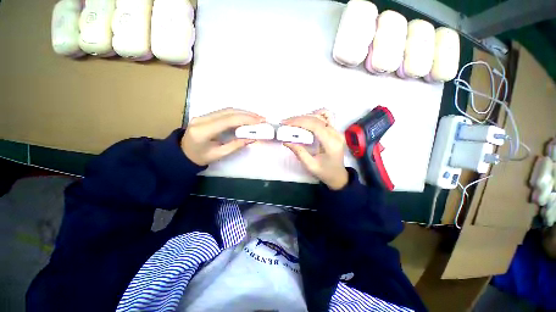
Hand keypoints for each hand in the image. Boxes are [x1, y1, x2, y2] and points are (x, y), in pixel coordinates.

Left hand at [182, 108, 264, 165]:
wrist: (182, 154)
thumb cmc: (200, 157)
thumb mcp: (219, 154)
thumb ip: (236, 145)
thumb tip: (252, 138)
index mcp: (203, 131)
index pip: (228, 120)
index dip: (246, 119)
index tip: (260, 121)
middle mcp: (202, 119)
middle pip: (229, 112)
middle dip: (247, 114)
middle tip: (261, 118)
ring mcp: (203, 115)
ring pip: (227, 110)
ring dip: (243, 112)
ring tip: (256, 117)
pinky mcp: (206, 115)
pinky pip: (224, 112)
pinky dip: (237, 114)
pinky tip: (246, 117)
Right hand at [282, 109, 348, 189]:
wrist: (338, 175)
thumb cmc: (325, 172)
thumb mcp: (310, 165)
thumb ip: (299, 152)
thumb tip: (286, 141)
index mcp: (331, 144)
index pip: (315, 125)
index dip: (300, 122)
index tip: (286, 123)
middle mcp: (336, 134)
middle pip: (317, 119)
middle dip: (299, 119)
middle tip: (286, 123)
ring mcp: (337, 131)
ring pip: (322, 115)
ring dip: (306, 116)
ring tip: (294, 122)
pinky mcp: (335, 131)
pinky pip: (327, 117)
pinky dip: (316, 115)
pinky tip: (307, 120)